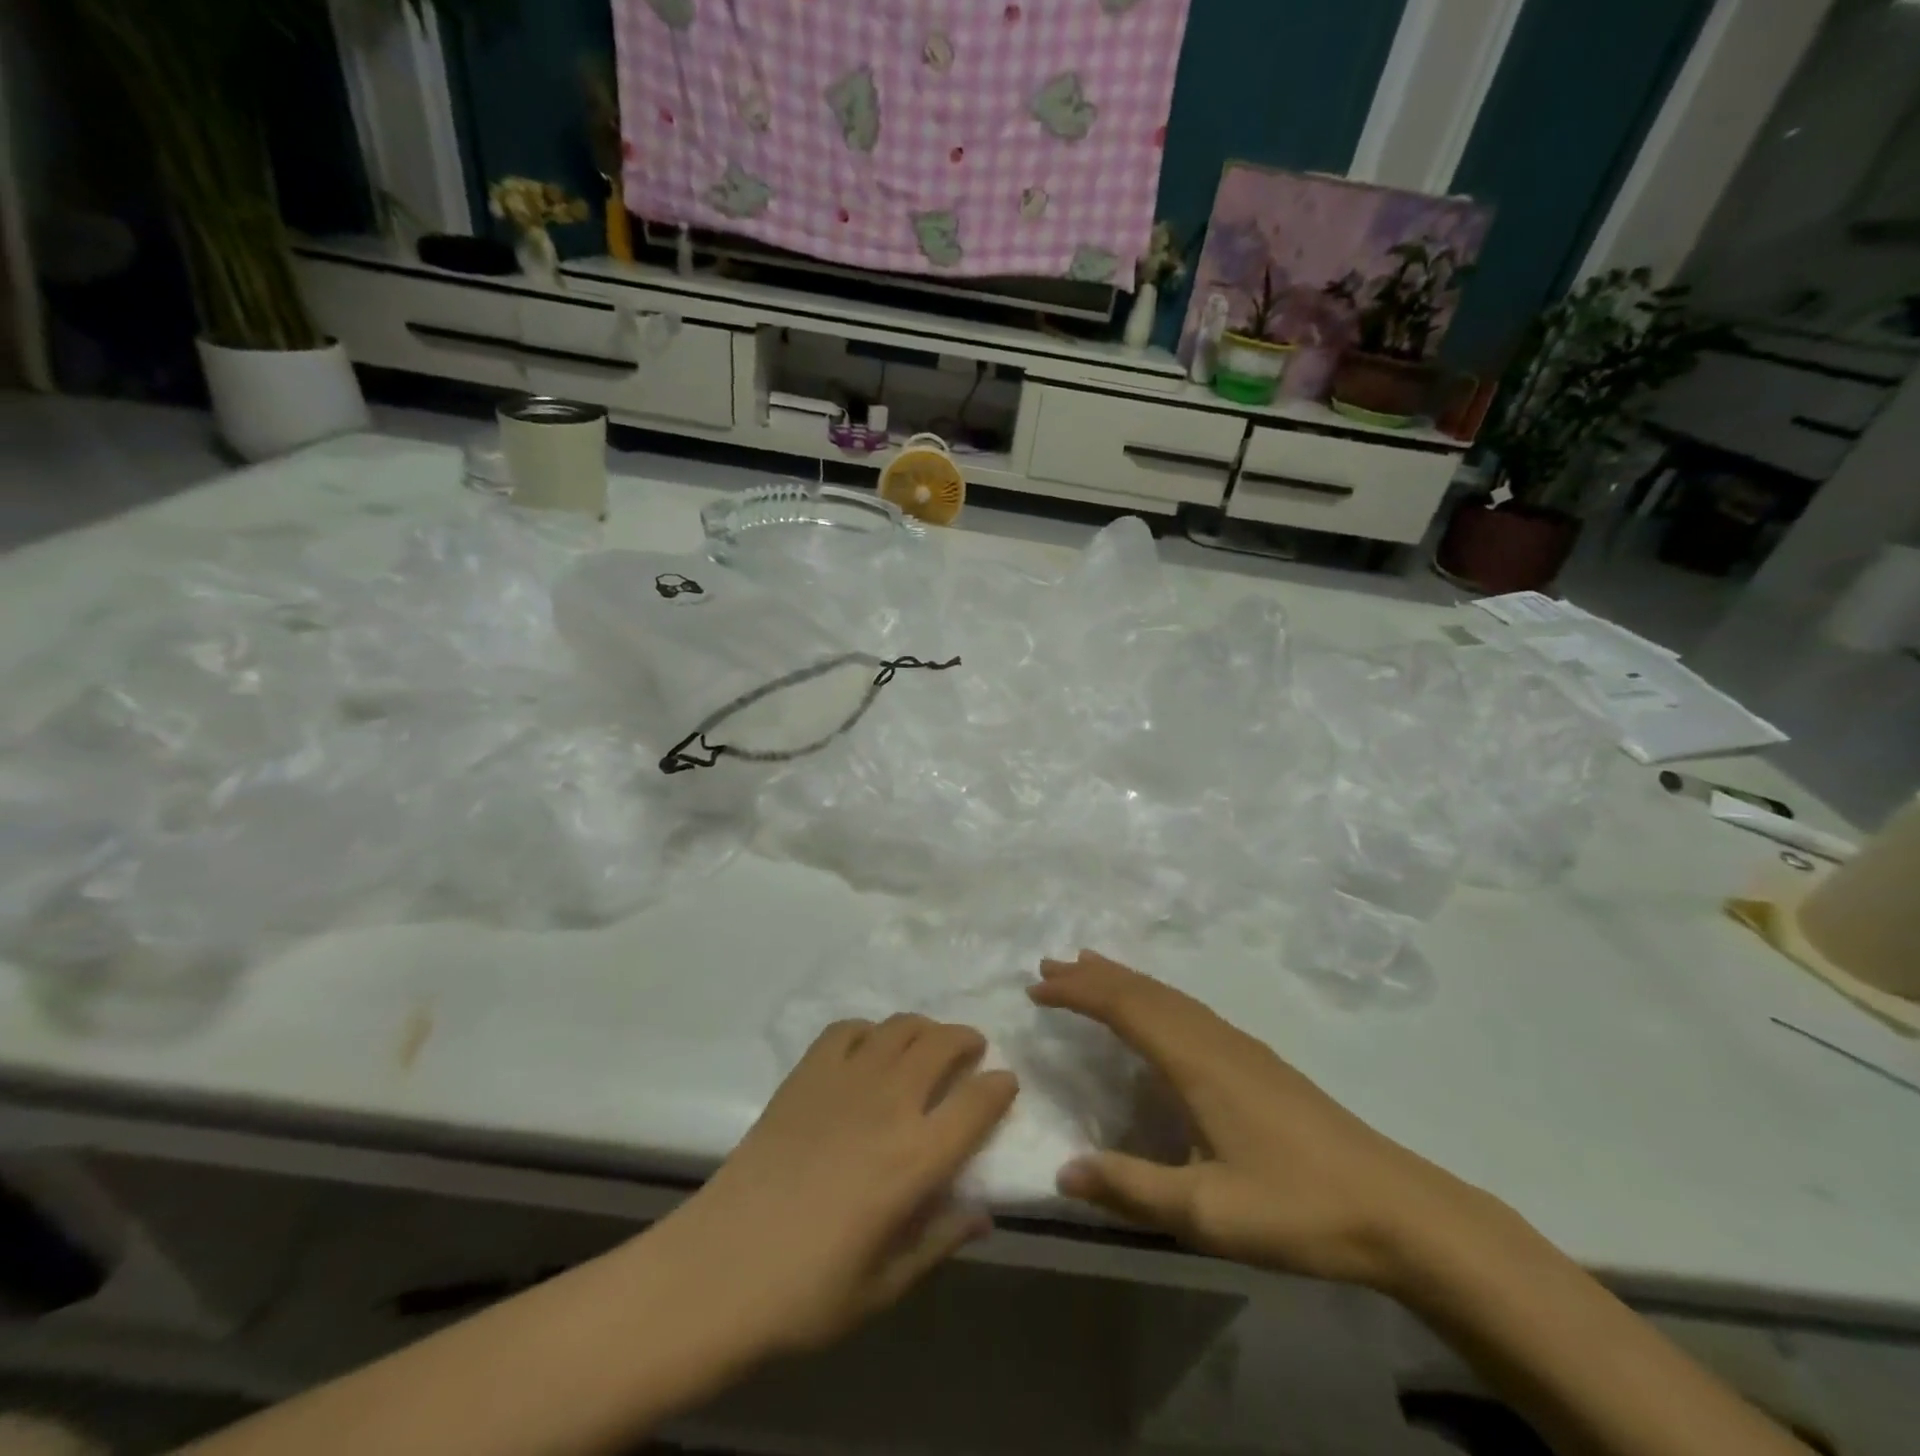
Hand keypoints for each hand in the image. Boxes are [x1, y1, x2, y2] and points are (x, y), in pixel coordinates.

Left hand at [648, 1016, 1017, 1361]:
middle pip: (942, 1044)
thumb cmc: (806, 1293)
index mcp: (916, 1158)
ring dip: (924, 1027)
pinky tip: (868, 1049)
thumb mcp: (885, 1286)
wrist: (719, 1268)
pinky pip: (847, 1029)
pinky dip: (869, 1030)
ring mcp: (845, 1080)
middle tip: (972, 1051)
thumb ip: (939, 1242)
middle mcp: (889, 1104)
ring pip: (899, 1027)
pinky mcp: (806, 1073)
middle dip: (966, 1040)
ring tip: (927, 1043)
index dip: (1001, 1087)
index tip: (1007, 1084)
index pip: (978, 1103)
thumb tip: (982, 1214)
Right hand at [1030, 951, 1488, 1293]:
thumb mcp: (1207, 1212)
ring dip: (1123, 979)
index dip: (1078, 993)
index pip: (1124, 1008)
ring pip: (1168, 994)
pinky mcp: (1256, 1059)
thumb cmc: (1298, 1208)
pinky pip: (1187, 1007)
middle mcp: (1213, 1038)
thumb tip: (1062, 1171)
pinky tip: (1154, 1011)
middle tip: (1048, 964)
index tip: (1036, 987)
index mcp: (1196, 1061)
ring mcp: (1239, 1045)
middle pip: (1144, 990)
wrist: (1398, 1209)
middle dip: (1093, 975)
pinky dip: (1153, 995)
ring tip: (1088, 967)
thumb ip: (1131, 1188)